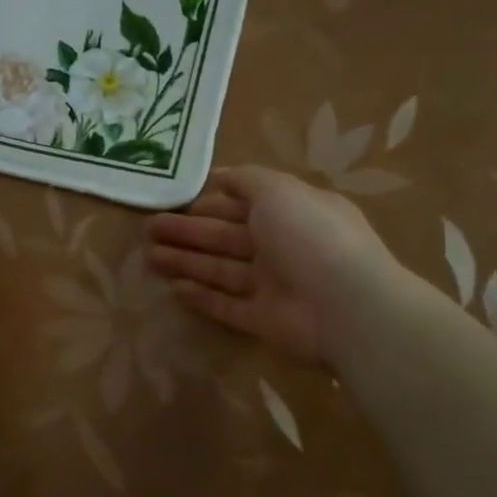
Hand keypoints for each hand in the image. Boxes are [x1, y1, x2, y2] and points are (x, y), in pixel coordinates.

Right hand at [146, 165, 397, 365]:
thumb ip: (246, 180)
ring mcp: (274, 285)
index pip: (245, 204)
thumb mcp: (277, 191)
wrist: (346, 305)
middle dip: (188, 232)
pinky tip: (174, 288)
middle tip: (150, 229)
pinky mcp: (264, 320)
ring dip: (186, 262)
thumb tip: (219, 176)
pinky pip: (227, 306)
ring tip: (150, 257)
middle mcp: (283, 247)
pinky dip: (202, 297)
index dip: (211, 202)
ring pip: (221, 270)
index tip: (177, 202)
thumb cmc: (310, 235)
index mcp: (291, 212)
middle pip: (226, 238)